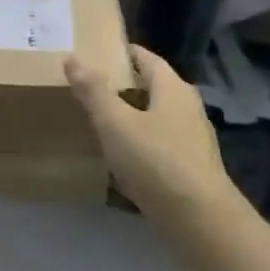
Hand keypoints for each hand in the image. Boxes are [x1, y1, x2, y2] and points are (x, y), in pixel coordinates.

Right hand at [66, 46, 228, 227]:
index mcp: (173, 89)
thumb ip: (93, 91)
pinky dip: (139, 141)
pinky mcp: (190, 166)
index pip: (147, 59)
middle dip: (125, 85)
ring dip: (132, 115)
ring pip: (157, 116)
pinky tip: (122, 156)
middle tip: (92, 87)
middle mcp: (188, 108)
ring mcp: (192, 139)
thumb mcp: (115, 122)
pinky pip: (159, 143)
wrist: (197, 217)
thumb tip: (72, 57)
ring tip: (101, 120)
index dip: (124, 53)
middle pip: (154, 87)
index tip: (98, 53)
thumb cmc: (154, 160)